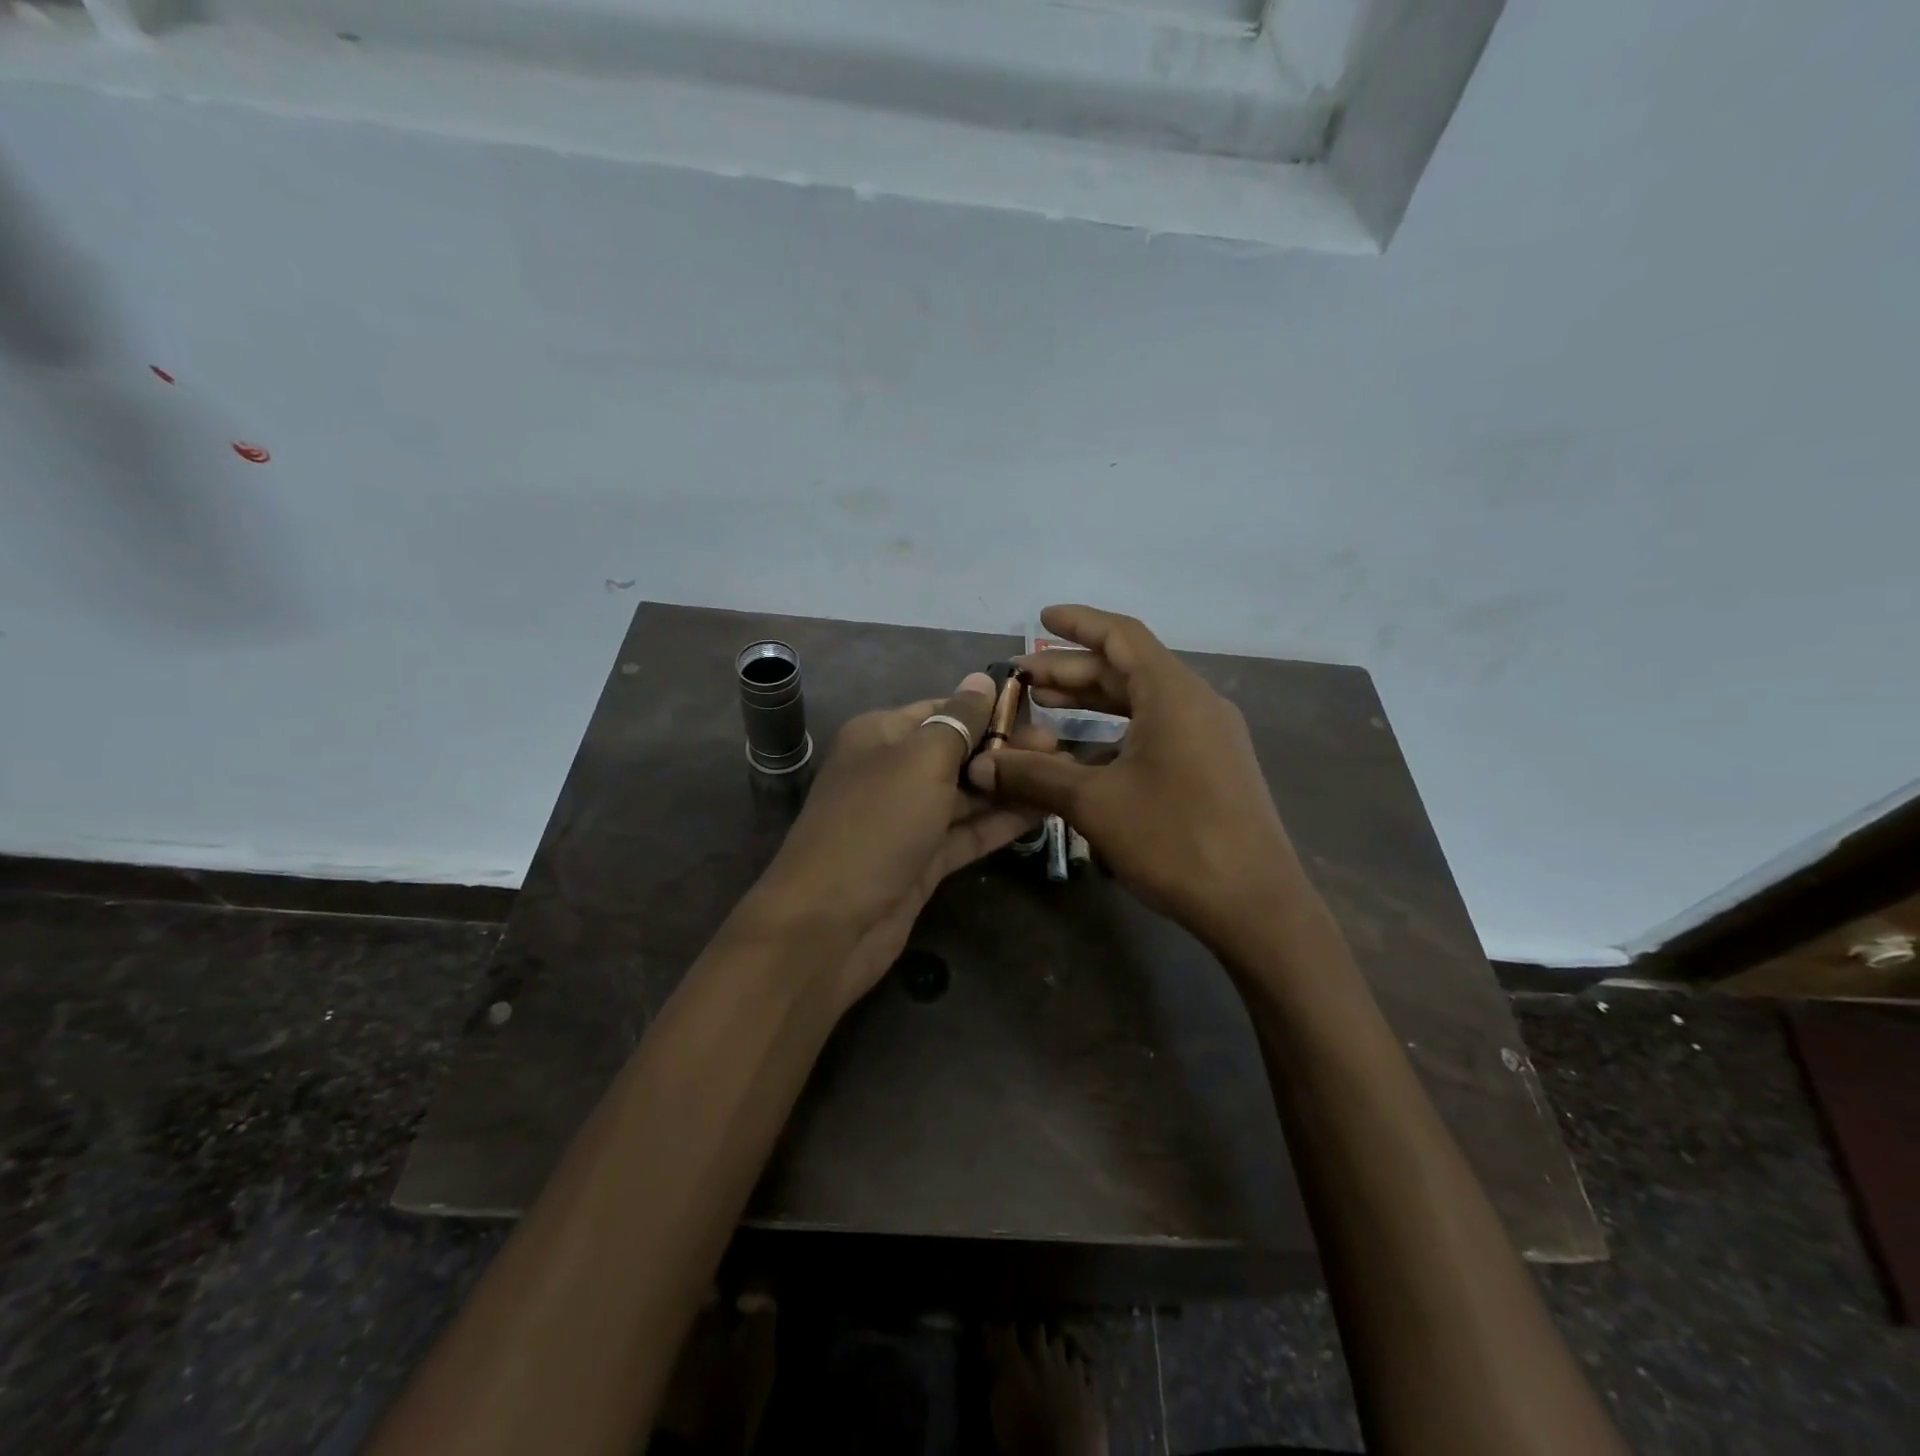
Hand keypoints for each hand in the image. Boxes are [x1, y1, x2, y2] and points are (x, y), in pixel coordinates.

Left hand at [745, 673, 1047, 1007]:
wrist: (830, 925)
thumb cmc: (876, 825)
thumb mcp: (920, 761)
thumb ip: (958, 721)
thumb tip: (982, 680)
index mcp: (882, 735)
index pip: (944, 711)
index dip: (991, 711)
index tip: (1041, 715)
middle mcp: (894, 771)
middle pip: (959, 752)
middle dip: (1007, 750)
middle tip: (1062, 752)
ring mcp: (909, 820)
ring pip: (967, 795)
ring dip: (1011, 786)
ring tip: (1064, 777)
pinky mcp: (923, 860)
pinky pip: (968, 832)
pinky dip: (1001, 823)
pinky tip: (1044, 812)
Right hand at [965, 605, 1308, 956]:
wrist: (1255, 906)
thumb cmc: (1174, 839)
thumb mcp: (1094, 803)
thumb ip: (1034, 775)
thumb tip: (980, 763)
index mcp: (1173, 694)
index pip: (1122, 635)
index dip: (1078, 623)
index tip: (1040, 618)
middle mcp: (1195, 704)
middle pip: (1127, 669)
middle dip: (1073, 670)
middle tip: (1024, 679)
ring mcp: (1208, 737)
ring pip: (1141, 703)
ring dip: (1093, 702)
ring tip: (1045, 707)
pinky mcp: (1212, 768)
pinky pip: (1156, 732)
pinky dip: (1115, 733)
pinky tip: (1083, 754)